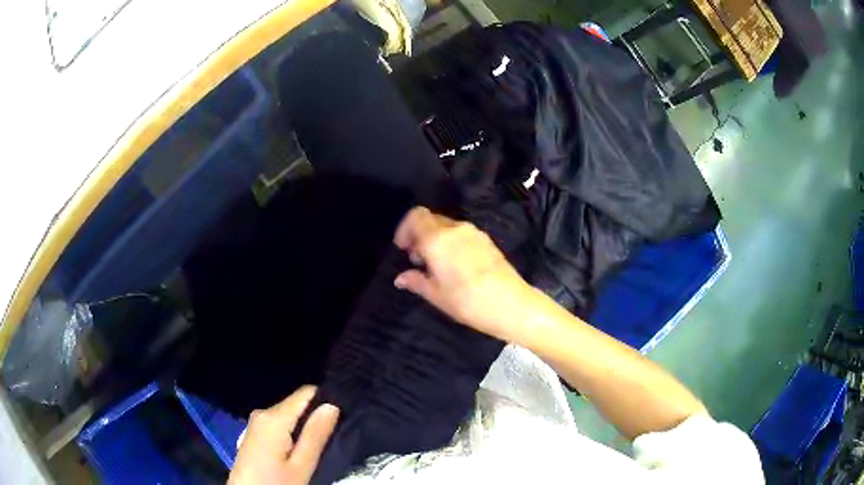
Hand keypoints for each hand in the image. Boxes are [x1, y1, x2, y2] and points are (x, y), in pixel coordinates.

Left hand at [228, 386, 338, 484]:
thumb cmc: (274, 482)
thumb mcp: (301, 466)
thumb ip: (315, 435)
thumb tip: (332, 405)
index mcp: (273, 418)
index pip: (306, 392)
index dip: (327, 399)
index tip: (344, 416)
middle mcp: (262, 413)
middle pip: (297, 404)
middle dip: (316, 417)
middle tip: (334, 437)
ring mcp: (256, 423)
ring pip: (289, 415)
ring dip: (305, 427)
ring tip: (320, 445)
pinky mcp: (254, 433)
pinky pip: (279, 424)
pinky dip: (293, 432)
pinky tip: (300, 449)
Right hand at [393, 206, 533, 341]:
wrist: (512, 305)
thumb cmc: (468, 302)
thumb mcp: (437, 296)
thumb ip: (416, 281)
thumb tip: (401, 278)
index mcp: (438, 239)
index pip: (416, 216)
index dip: (405, 228)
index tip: (403, 249)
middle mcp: (456, 229)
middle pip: (431, 220)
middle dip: (419, 236)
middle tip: (417, 260)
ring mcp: (474, 233)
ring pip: (447, 227)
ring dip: (436, 240)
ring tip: (436, 266)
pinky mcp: (487, 241)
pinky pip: (461, 235)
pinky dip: (451, 243)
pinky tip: (455, 266)